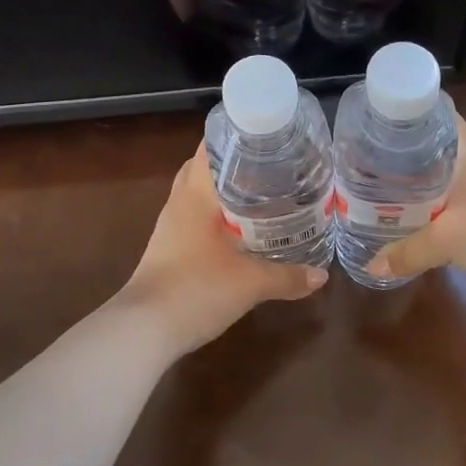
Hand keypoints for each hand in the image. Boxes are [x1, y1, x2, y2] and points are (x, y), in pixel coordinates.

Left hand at [120, 145, 327, 353]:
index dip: (237, 136)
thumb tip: (322, 276)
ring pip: (198, 195)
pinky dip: (216, 217)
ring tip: (262, 195)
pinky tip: (239, 231)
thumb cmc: (196, 289)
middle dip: (235, 164)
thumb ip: (287, 276)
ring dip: (224, 192)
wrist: (143, 331)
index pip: (211, 148)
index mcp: (195, 195)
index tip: (267, 135)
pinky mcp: (168, 249)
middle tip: (271, 165)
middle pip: (204, 169)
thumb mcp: (250, 283)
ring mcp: (170, 227)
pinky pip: (195, 219)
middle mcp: (179, 203)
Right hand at [366, 120, 465, 292]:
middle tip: (362, 164)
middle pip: (427, 144)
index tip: (367, 128)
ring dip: (414, 179)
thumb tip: (373, 266)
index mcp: (462, 146)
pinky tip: (413, 215)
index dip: (397, 116)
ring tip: (379, 189)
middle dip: (397, 154)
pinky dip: (431, 199)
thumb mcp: (448, 240)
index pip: (426, 113)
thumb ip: (408, 252)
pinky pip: (451, 192)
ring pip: (439, 170)